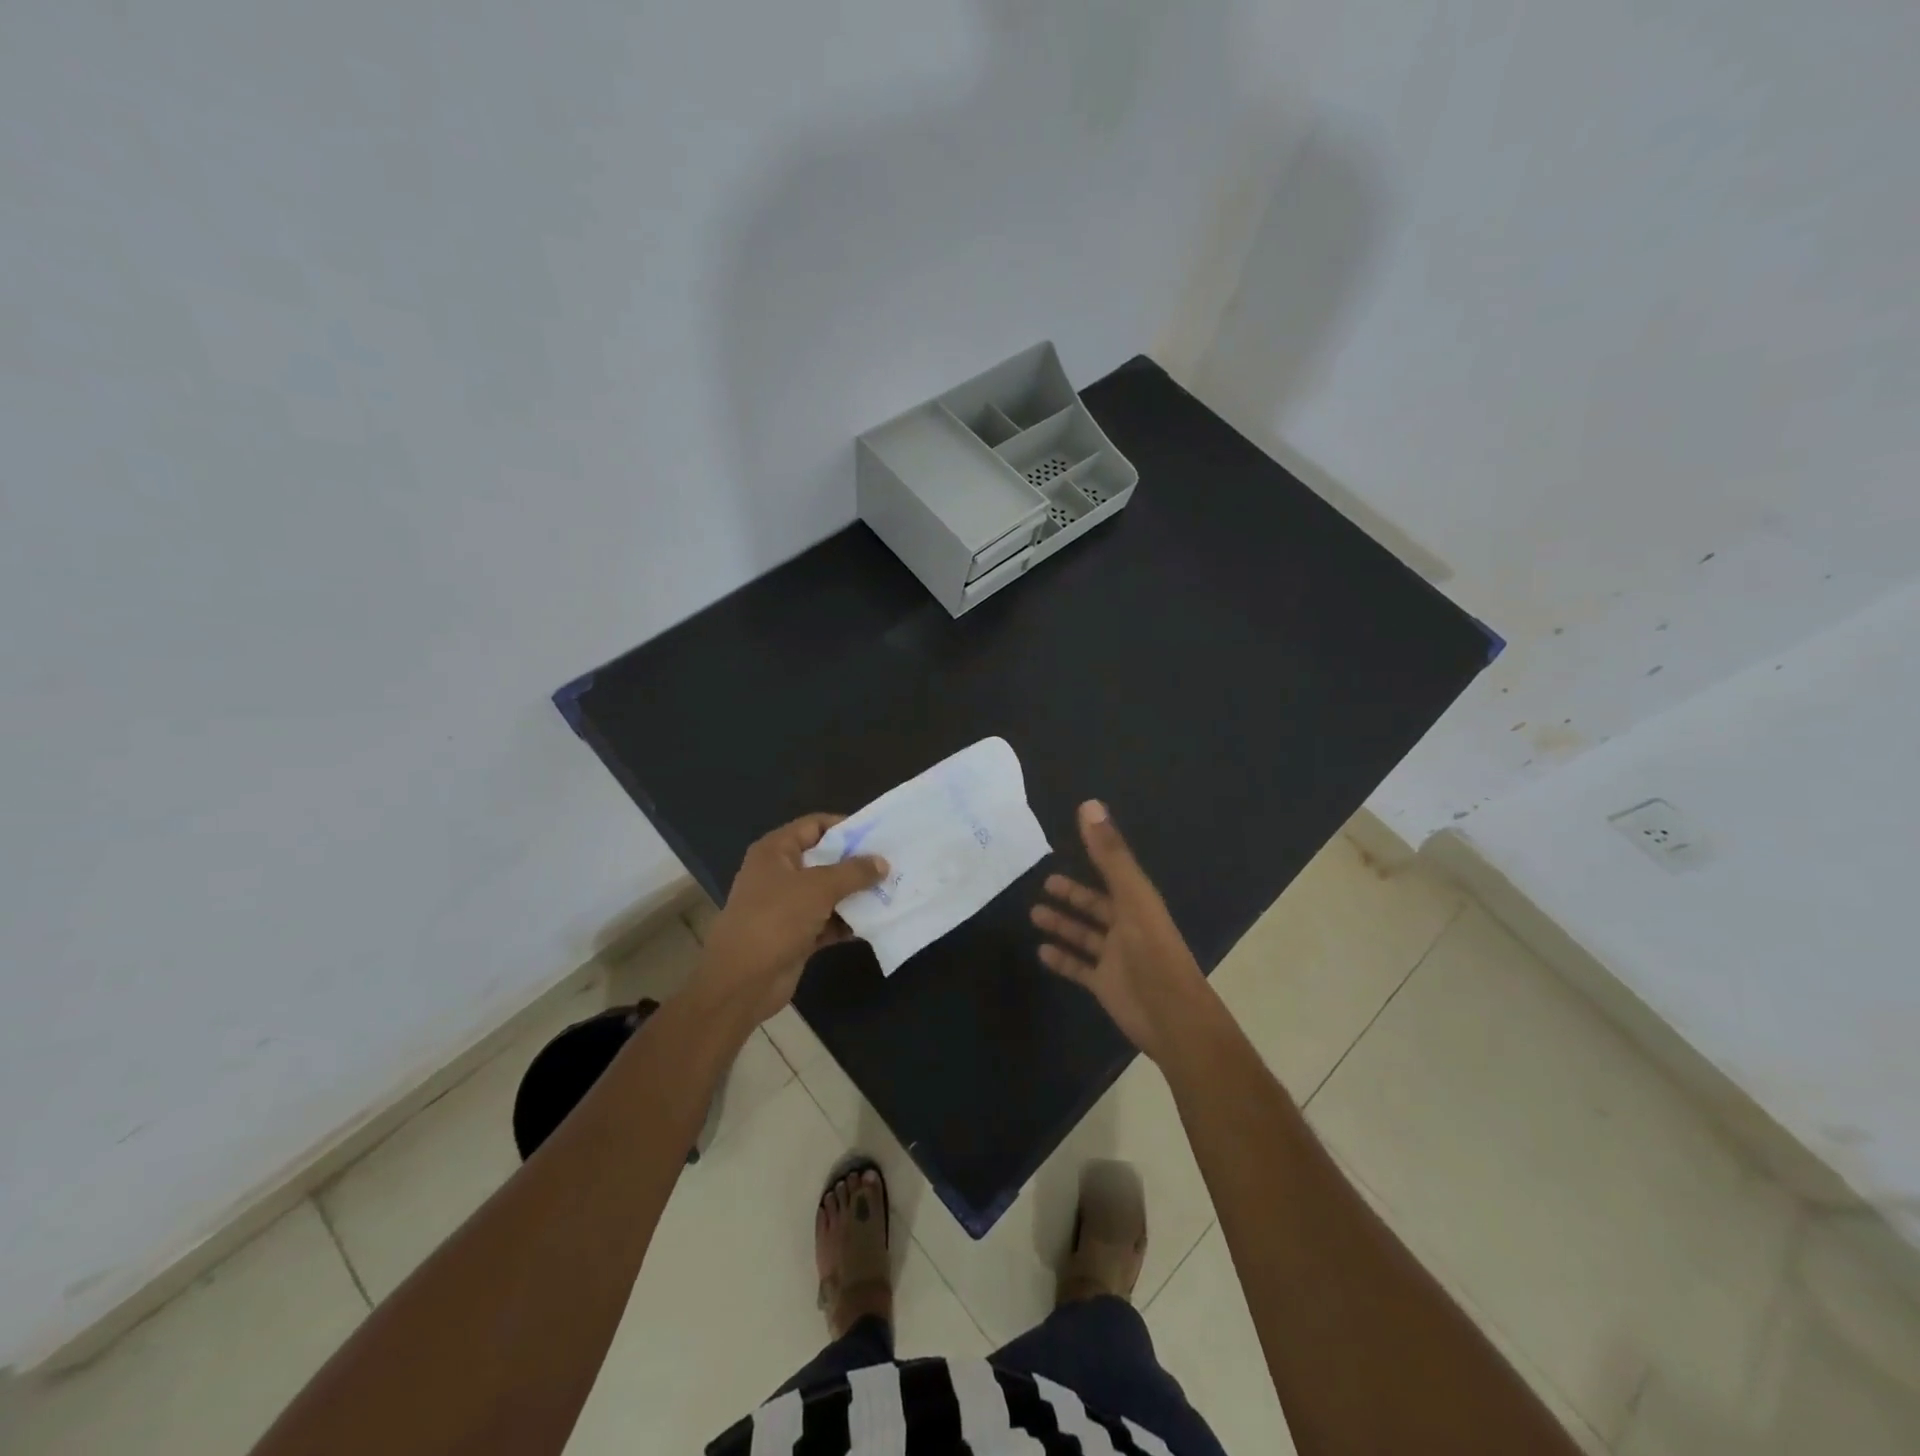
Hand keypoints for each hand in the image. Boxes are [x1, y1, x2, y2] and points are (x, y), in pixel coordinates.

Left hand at [693, 814, 888, 1025]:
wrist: (742, 981)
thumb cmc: (776, 919)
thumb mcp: (819, 887)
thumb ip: (854, 872)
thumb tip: (882, 862)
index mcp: (776, 851)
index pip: (814, 825)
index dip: (845, 827)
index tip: (878, 834)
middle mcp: (780, 874)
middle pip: (824, 859)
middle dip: (857, 863)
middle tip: (892, 864)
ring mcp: (787, 906)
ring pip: (828, 893)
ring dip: (856, 895)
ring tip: (892, 891)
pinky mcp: (796, 935)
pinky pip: (828, 922)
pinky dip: (847, 922)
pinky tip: (876, 922)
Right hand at [1031, 800, 1210, 1060]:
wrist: (1171, 1016)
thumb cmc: (1153, 951)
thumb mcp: (1131, 896)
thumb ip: (1110, 854)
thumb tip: (1089, 805)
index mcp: (1138, 903)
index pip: (1113, 873)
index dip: (1094, 857)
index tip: (1068, 844)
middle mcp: (1127, 927)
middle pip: (1096, 906)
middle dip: (1072, 895)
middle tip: (1045, 882)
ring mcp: (1116, 958)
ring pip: (1084, 935)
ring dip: (1062, 924)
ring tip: (1033, 913)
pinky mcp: (1105, 984)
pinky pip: (1078, 967)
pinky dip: (1062, 959)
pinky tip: (1041, 951)